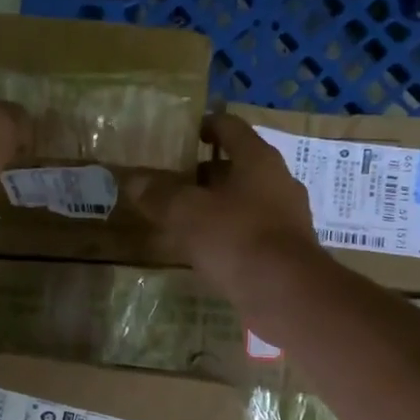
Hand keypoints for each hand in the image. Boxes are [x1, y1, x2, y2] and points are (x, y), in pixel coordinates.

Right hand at [131, 112, 319, 290]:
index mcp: (258, 159)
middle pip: (239, 166)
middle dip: (206, 173)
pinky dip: (230, 234)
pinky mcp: (288, 250)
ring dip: (218, 206)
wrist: (287, 294)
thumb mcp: (187, 213)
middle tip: (174, 184)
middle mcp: (278, 181)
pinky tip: (208, 251)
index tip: (183, 135)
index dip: (205, 126)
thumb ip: (159, 194)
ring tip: (185, 219)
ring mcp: (288, 217)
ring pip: (246, 201)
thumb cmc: (236, 238)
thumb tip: (132, 180)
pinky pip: (253, 232)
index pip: (230, 127)